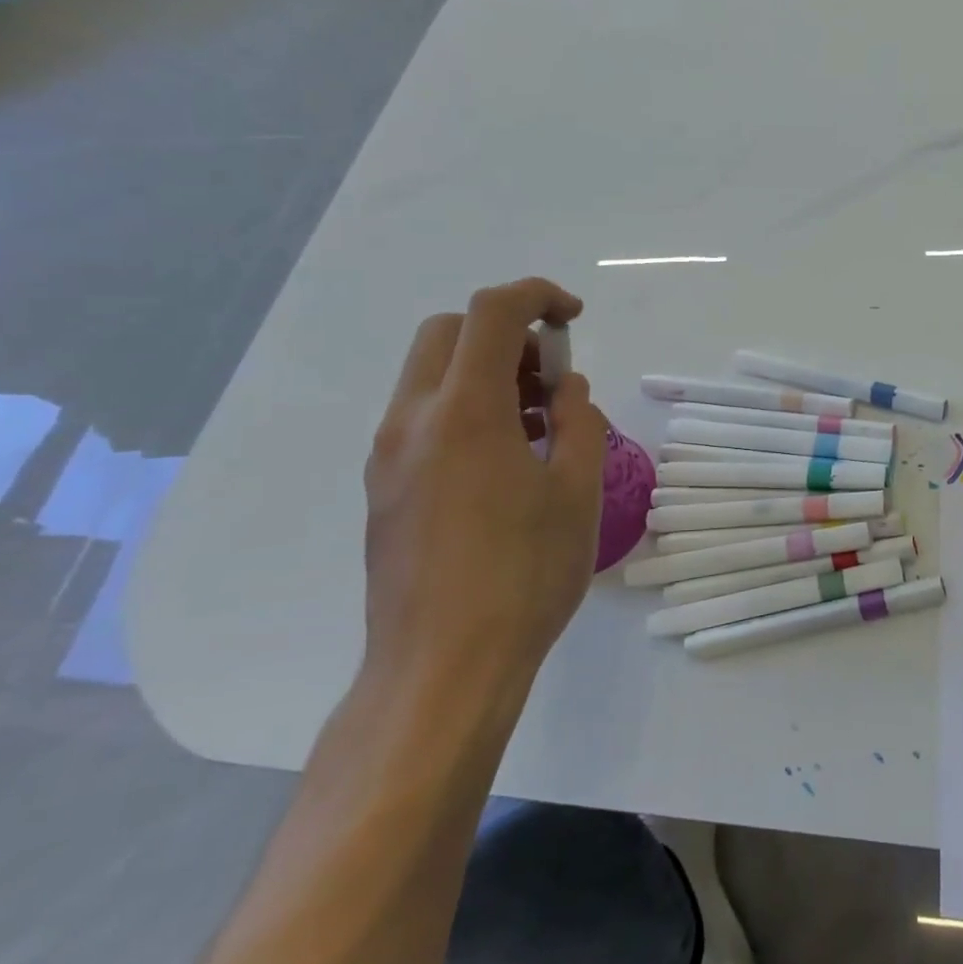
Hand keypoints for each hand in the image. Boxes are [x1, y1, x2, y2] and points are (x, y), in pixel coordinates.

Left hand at [361, 279, 607, 709]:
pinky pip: (423, 417)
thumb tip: (565, 391)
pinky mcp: (384, 489)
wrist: (443, 667)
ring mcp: (388, 456)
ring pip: (431, 374)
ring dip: (485, 371)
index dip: (537, 296)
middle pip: (449, 332)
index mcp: (464, 411)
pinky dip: (465, 407)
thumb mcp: (577, 491)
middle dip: (506, 332)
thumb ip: (578, 422)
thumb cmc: (524, 573)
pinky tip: (505, 460)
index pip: (492, 313)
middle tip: (550, 376)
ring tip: (537, 421)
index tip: (573, 318)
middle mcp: (413, 420)